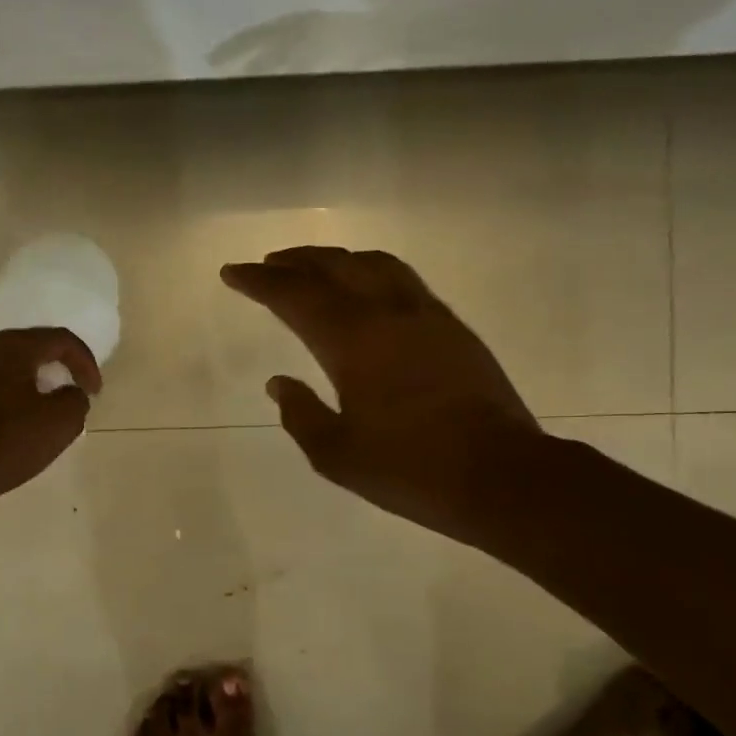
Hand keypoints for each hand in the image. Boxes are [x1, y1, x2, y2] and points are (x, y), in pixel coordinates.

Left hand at [0, 328, 101, 515]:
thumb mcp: (58, 426)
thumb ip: (74, 401)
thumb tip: (69, 393)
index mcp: (10, 346)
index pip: (59, 339)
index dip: (84, 363)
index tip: (93, 391)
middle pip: (22, 349)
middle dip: (46, 370)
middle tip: (58, 397)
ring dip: (13, 384)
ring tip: (23, 413)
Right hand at [221, 247, 542, 546]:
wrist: (503, 476)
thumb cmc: (412, 471)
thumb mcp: (337, 456)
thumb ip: (301, 415)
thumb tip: (279, 383)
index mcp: (353, 342)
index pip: (295, 296)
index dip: (259, 281)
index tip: (233, 271)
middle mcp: (388, 314)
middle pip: (334, 268)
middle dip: (294, 262)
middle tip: (267, 264)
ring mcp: (426, 315)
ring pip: (374, 263)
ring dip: (336, 258)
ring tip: (314, 266)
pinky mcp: (454, 327)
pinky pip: (404, 279)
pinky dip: (372, 270)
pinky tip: (368, 287)